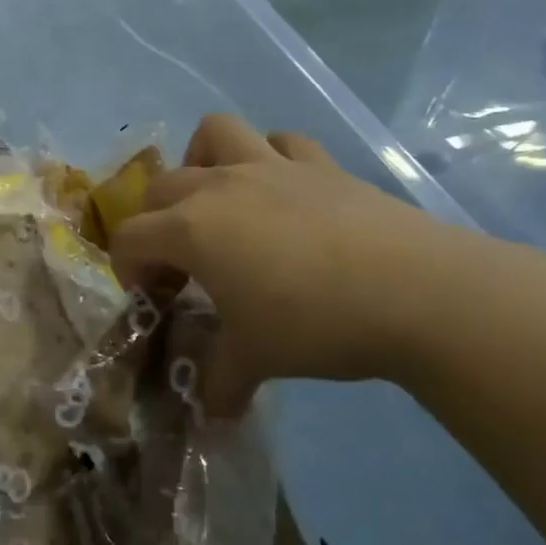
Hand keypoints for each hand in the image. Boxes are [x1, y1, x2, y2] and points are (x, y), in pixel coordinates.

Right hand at [109, 115, 493, 414]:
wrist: (417, 293)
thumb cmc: (315, 323)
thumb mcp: (255, 359)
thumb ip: (219, 381)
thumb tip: (210, 411)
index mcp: (191, 229)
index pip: (130, 238)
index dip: (128, 269)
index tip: (151, 299)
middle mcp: (220, 186)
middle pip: (161, 187)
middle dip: (156, 222)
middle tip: (183, 263)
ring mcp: (272, 166)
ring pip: (216, 133)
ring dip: (202, 159)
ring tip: (217, 199)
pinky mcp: (321, 165)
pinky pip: (282, 142)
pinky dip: (270, 158)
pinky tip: (281, 191)